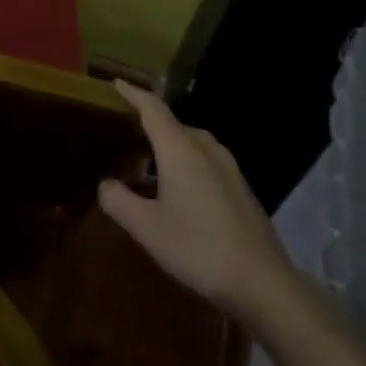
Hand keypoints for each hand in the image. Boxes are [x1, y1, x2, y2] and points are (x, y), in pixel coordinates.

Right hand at [98, 81, 295, 320]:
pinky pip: (206, 160)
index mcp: (181, 150)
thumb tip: (105, 184)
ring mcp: (230, 169)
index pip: (153, 109)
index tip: (116, 83)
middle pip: (175, 124)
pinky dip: (186, 162)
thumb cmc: (196, 247)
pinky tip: (178, 189)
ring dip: (170, 145)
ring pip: (193, 143)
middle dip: (150, 122)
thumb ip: (119, 200)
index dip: (134, 94)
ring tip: (148, 161)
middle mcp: (207, 150)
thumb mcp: (146, 227)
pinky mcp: (241, 189)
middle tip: (125, 130)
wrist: (260, 281)